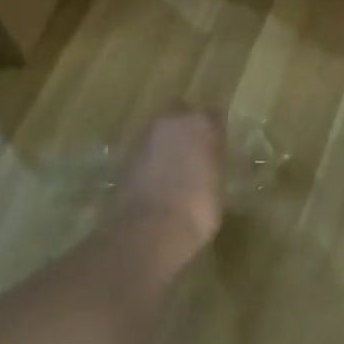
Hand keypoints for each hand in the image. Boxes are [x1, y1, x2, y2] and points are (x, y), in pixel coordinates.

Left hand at [111, 109, 224, 266]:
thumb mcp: (218, 186)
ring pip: (159, 131)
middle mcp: (171, 122)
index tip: (218, 147)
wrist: (150, 229)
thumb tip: (207, 163)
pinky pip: (144, 151)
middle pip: (181, 114)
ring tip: (174, 169)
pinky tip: (157, 181)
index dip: (214, 132)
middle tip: (195, 152)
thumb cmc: (198, 209)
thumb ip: (212, 164)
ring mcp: (144, 137)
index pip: (213, 116)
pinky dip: (150, 160)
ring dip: (166, 143)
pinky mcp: (124, 157)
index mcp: (202, 124)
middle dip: (186, 128)